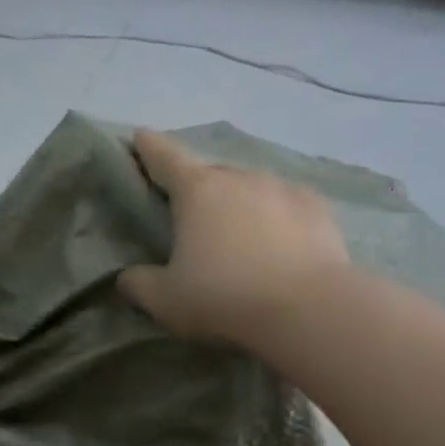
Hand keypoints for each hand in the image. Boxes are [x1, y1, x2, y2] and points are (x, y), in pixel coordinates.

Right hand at [119, 130, 349, 346]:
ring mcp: (282, 188)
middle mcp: (239, 178)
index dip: (148, 147)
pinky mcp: (318, 209)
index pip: (164, 157)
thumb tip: (127, 277)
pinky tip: (280, 244)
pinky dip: (276, 219)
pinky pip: (286, 207)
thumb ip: (138, 284)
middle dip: (197, 191)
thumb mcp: (166, 301)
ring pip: (250, 189)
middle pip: (209, 176)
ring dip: (239, 205)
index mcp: (196, 191)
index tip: (140, 137)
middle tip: (192, 220)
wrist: (308, 308)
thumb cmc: (224, 297)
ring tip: (239, 237)